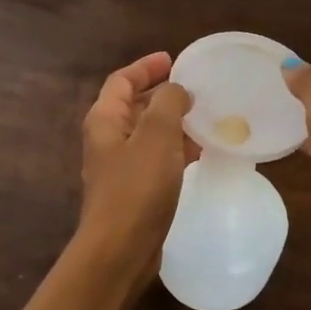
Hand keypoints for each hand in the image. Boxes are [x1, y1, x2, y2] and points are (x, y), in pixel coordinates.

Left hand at [78, 52, 194, 273]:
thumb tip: (176, 90)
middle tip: (196, 88)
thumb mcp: (157, 135)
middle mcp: (107, 140)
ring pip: (148, 134)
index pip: (121, 81)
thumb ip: (168, 103)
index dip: (145, 67)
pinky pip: (156, 160)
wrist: (120, 250)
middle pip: (134, 106)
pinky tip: (200, 153)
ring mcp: (120, 168)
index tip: (173, 59)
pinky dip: (175, 150)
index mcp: (105, 120)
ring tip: (205, 117)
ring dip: (173, 123)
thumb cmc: (137, 188)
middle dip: (162, 94)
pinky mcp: (134, 192)